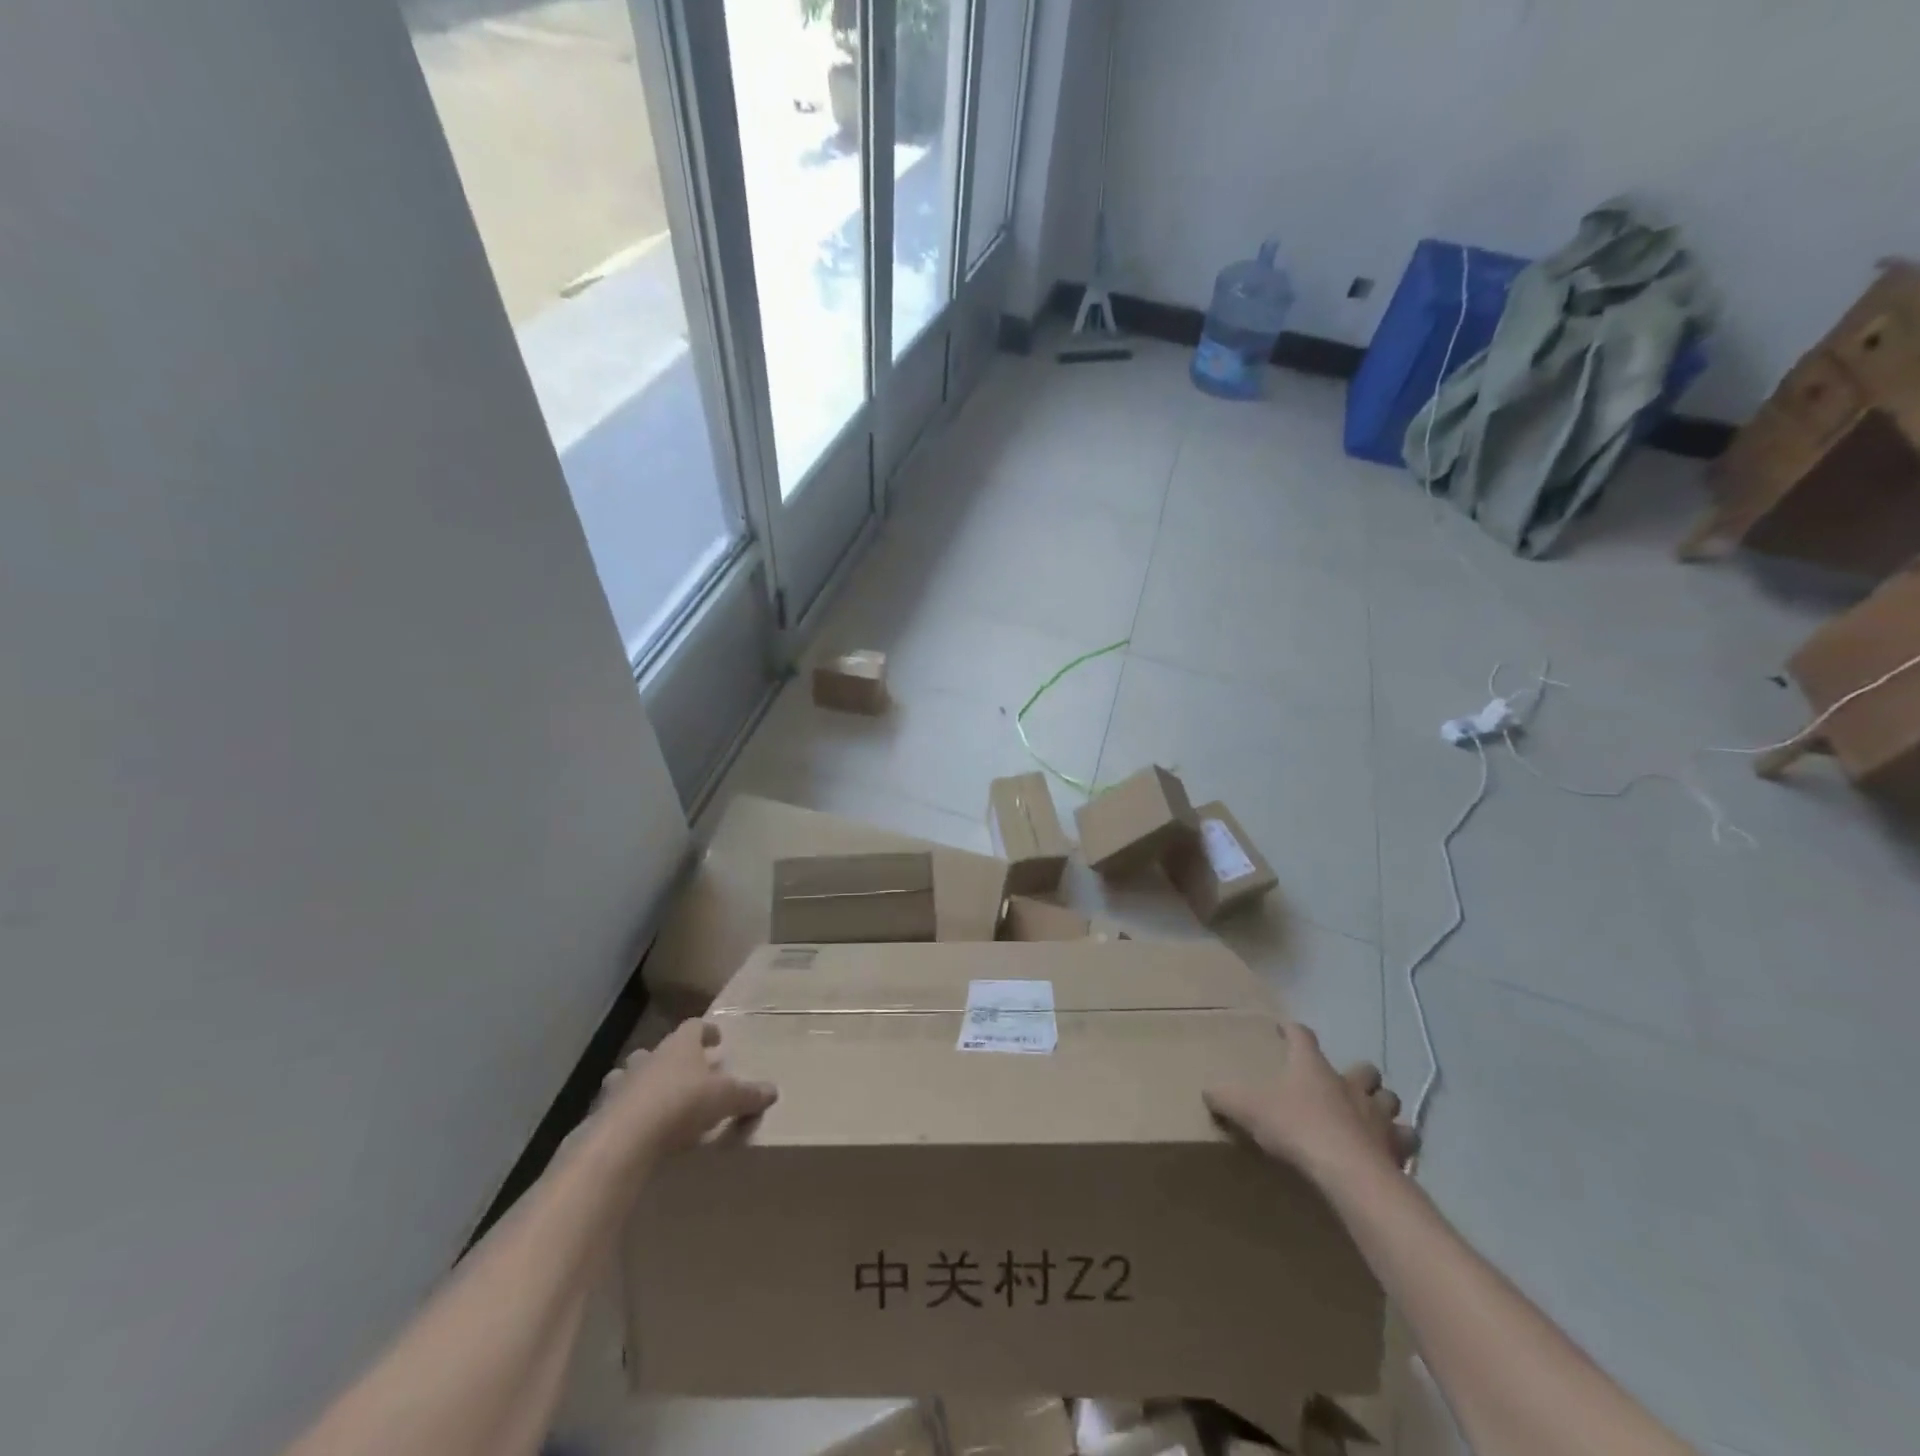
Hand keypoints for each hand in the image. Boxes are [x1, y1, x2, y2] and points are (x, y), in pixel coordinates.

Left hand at [596, 1020, 776, 1159]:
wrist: (625, 1138)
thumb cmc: (682, 1104)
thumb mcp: (727, 1099)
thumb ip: (750, 1094)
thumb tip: (773, 1091)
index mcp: (681, 1046)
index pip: (694, 1026)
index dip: (707, 1031)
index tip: (717, 1039)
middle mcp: (650, 1056)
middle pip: (662, 1049)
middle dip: (675, 1058)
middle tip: (690, 1072)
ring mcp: (622, 1082)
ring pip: (633, 1073)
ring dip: (645, 1081)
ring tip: (657, 1098)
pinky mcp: (602, 1111)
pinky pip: (616, 1104)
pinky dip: (625, 1110)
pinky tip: (635, 1126)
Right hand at [1204, 1023, 1416, 1185]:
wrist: (1348, 1172)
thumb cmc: (1296, 1128)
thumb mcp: (1248, 1108)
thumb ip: (1225, 1097)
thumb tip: (1208, 1090)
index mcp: (1312, 1067)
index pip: (1303, 1036)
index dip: (1293, 1030)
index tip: (1285, 1028)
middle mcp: (1349, 1084)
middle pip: (1363, 1069)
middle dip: (1357, 1074)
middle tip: (1343, 1084)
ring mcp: (1378, 1115)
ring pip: (1389, 1100)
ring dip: (1382, 1106)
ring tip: (1370, 1118)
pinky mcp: (1397, 1147)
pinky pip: (1405, 1140)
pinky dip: (1399, 1143)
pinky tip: (1388, 1151)